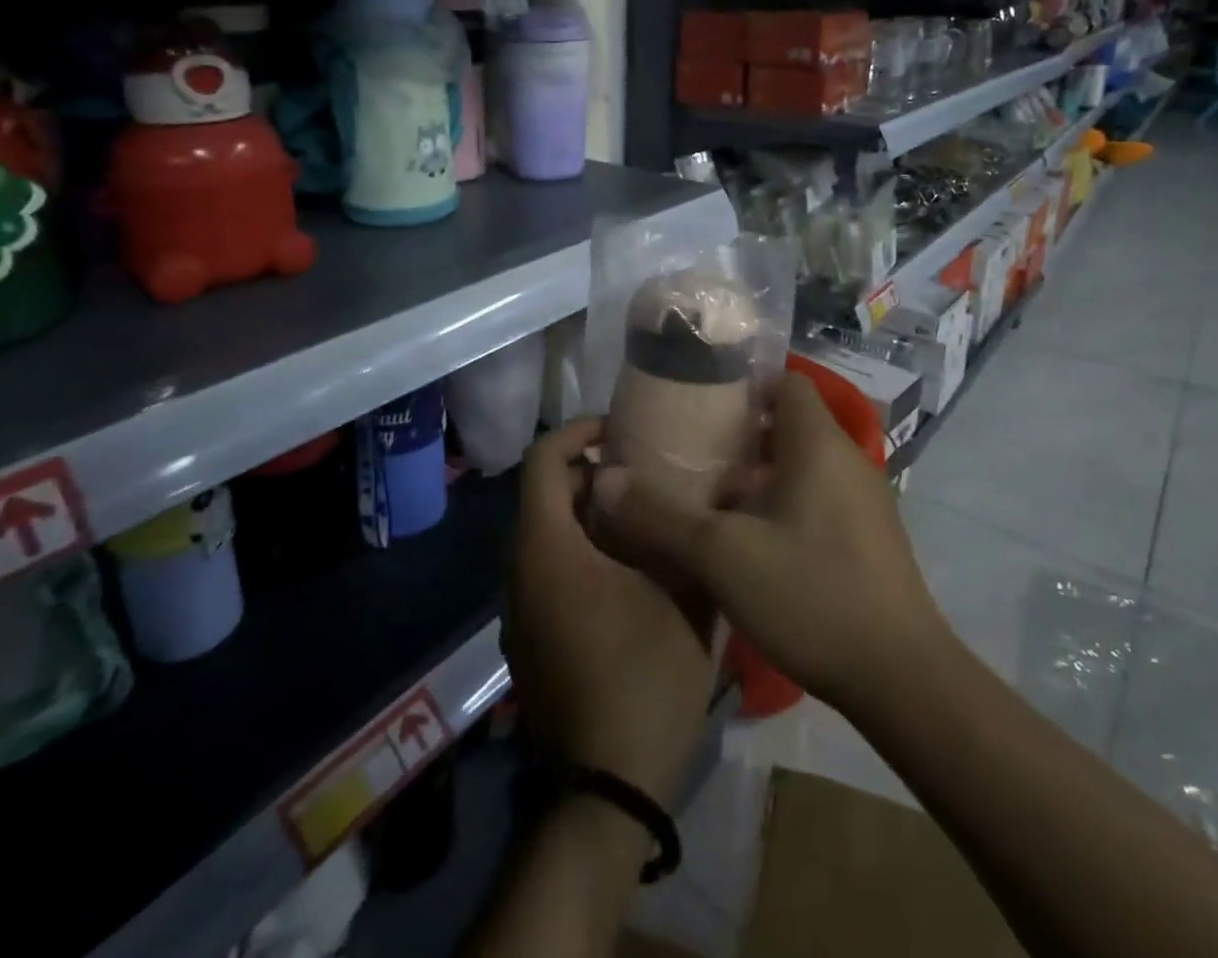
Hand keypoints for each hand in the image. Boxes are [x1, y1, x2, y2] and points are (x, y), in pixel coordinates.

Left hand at [504, 418, 715, 805]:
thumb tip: (698, 494)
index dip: (576, 432)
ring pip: (544, 536)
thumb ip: (681, 534)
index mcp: (548, 549)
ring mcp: (519, 610)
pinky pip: (545, 572)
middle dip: (587, 474)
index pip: (542, 462)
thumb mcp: (682, 596)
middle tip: (640, 473)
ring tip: (640, 517)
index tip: (617, 430)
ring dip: (583, 516)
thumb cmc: (644, 677)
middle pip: (542, 497)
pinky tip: (625, 573)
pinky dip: (576, 552)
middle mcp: (521, 572)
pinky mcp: (528, 641)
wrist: (608, 787)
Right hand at [592, 372, 941, 715]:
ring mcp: (863, 499)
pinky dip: (784, 500)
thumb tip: (605, 478)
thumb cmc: (811, 595)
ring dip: (760, 472)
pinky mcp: (870, 536)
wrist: (902, 679)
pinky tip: (751, 539)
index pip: (786, 382)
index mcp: (818, 444)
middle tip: (693, 449)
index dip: (744, 384)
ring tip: (711, 493)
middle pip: (790, 423)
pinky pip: (818, 495)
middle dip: (742, 432)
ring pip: (803, 463)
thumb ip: (660, 514)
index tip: (700, 400)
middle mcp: (847, 459)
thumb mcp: (722, 556)